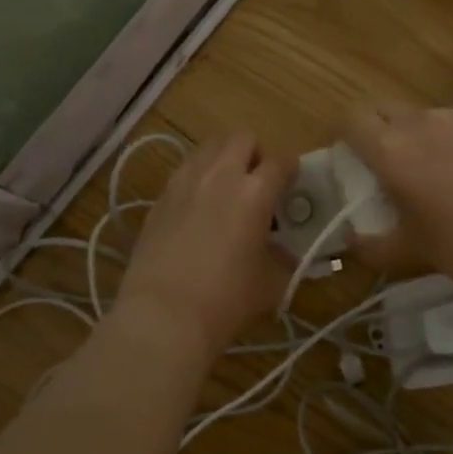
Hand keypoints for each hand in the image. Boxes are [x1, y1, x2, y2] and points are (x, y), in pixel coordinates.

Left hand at [115, 132, 294, 362]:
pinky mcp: (160, 198)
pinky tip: (198, 209)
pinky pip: (184, 171)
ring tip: (226, 190)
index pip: (281, 162)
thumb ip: (284, 260)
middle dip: (255, 154)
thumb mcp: (270, 284)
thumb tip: (287, 252)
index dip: (291, 168)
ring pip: (208, 148)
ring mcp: (184, 183)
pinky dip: (197, 178)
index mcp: (254, 193)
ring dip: (223, 159)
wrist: (163, 314)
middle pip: (241, 138)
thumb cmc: (226, 300)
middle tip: (257, 183)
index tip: (292, 182)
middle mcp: (219, 176)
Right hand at [339, 101, 452, 307]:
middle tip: (387, 168)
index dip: (345, 136)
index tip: (351, 160)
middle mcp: (423, 124)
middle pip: (384, 110)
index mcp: (393, 152)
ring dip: (415, 136)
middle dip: (377, 131)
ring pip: (422, 117)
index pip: (351, 120)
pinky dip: (451, 140)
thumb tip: (352, 240)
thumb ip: (374, 245)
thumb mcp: (414, 254)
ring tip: (435, 174)